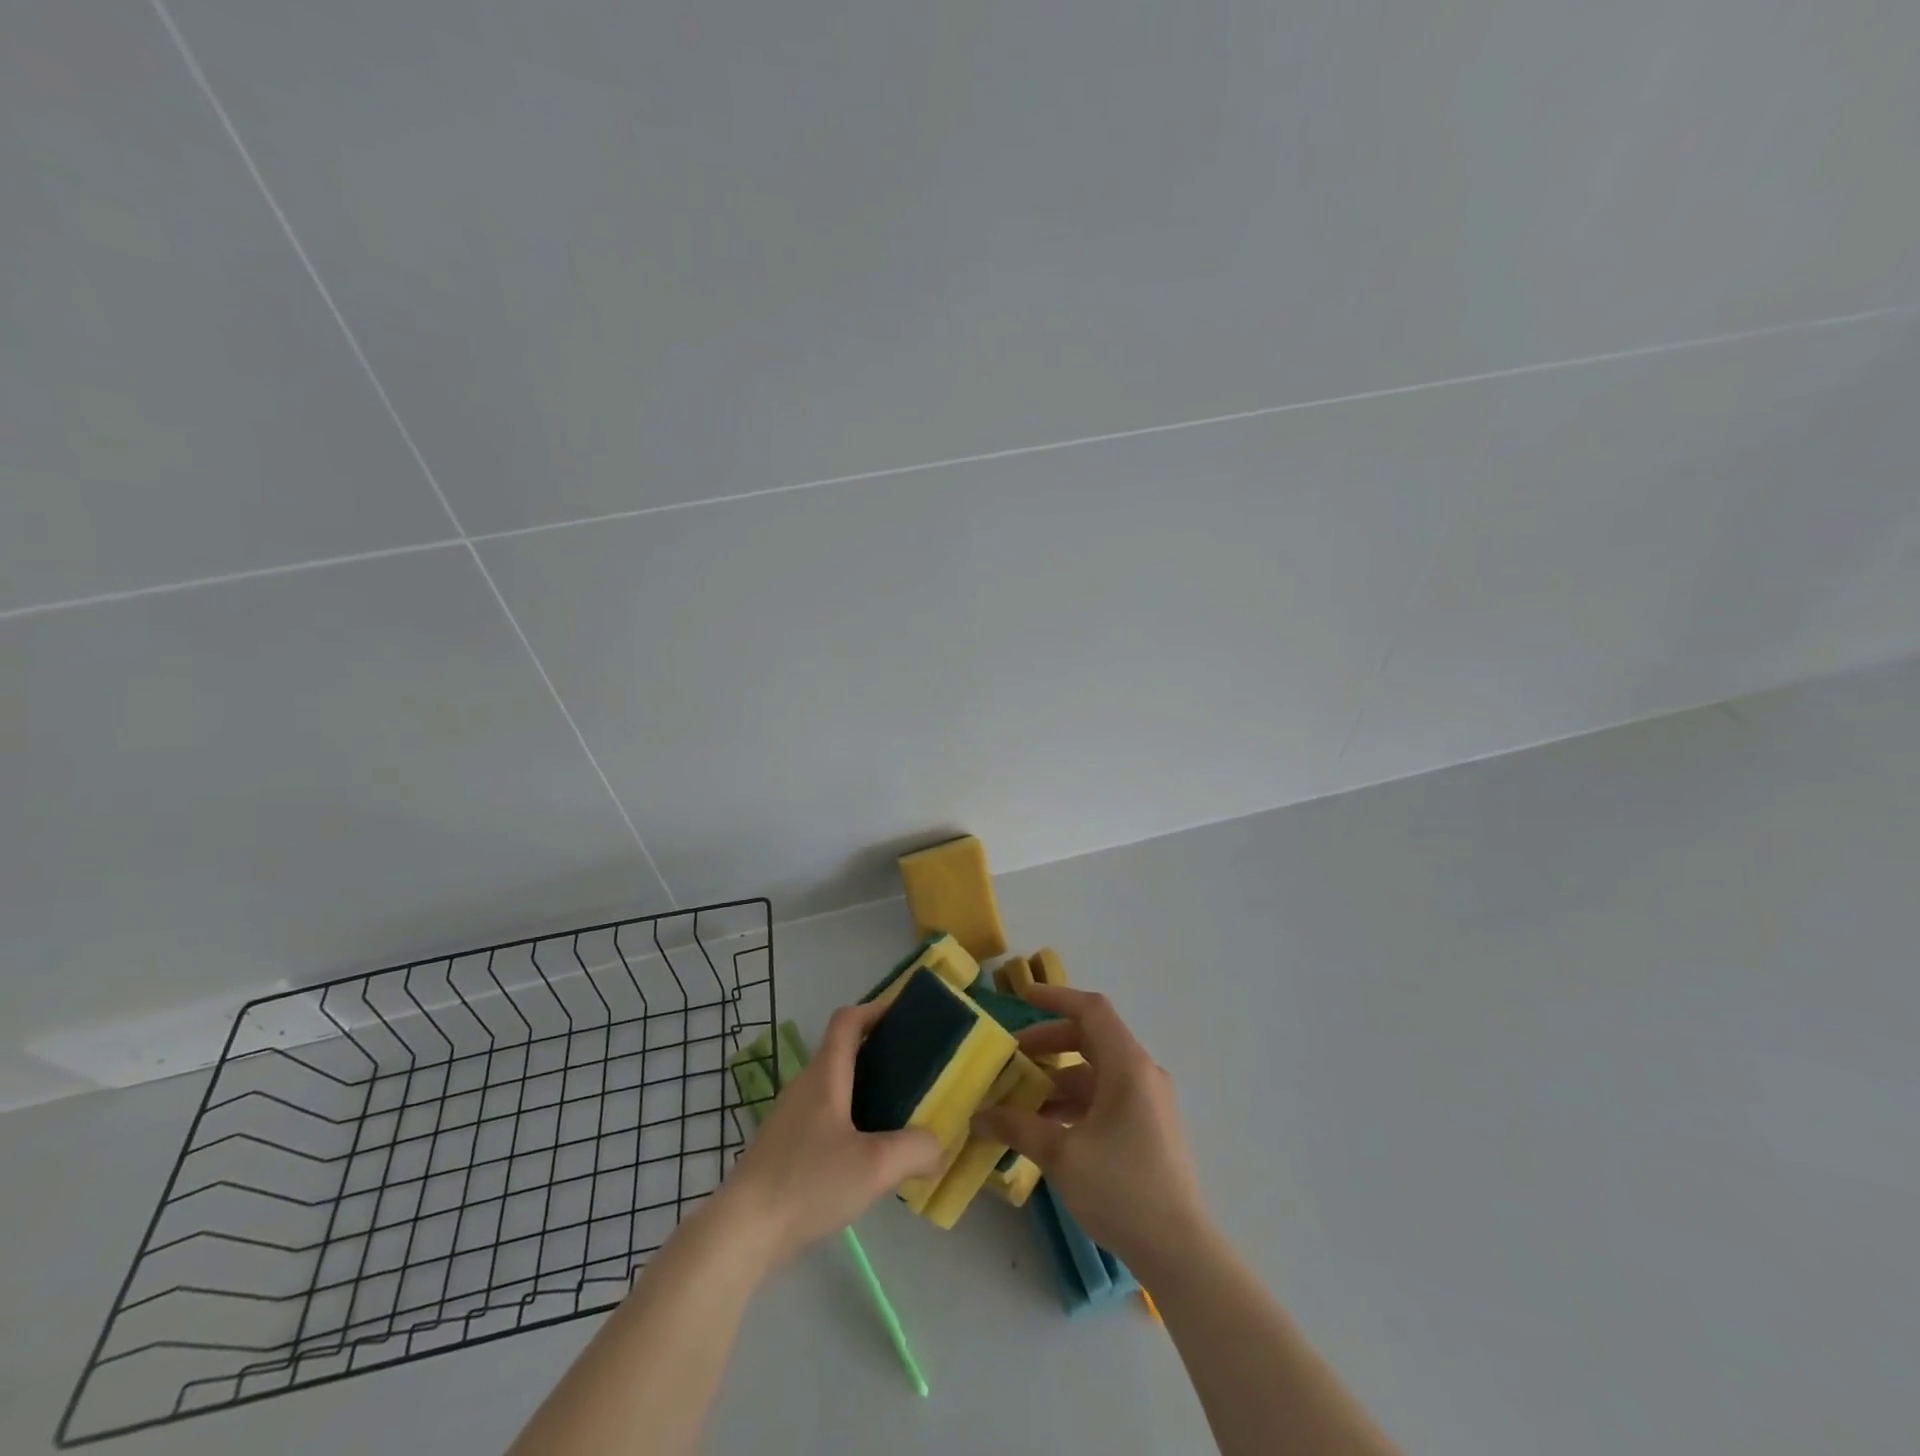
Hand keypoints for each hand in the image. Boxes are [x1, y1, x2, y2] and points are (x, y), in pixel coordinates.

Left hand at [717, 1001, 943, 1266]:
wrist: (742, 1232)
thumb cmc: (808, 1182)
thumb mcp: (875, 1166)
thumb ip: (915, 1150)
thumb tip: (937, 1147)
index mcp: (825, 1074)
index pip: (847, 1020)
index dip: (876, 1009)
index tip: (907, 1016)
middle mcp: (805, 1086)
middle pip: (843, 1051)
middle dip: (879, 1052)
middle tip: (915, 1069)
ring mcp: (790, 1117)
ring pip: (834, 1087)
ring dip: (865, 1089)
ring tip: (899, 1113)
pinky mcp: (784, 1147)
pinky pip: (824, 1117)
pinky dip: (850, 1119)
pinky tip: (867, 1155)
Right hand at [972, 985, 1211, 1280]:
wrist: (1179, 1252)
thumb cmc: (1121, 1189)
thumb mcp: (1061, 1154)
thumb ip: (1017, 1127)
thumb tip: (978, 1115)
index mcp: (1128, 1066)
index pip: (1091, 1010)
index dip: (1056, 997)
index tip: (1022, 997)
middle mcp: (1142, 1074)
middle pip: (1092, 1039)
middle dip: (1049, 1043)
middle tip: (1013, 1057)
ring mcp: (1149, 1102)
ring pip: (1097, 1072)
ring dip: (1059, 1078)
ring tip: (1021, 1098)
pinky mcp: (1149, 1128)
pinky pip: (1107, 1097)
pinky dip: (1076, 1102)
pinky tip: (1048, 1127)